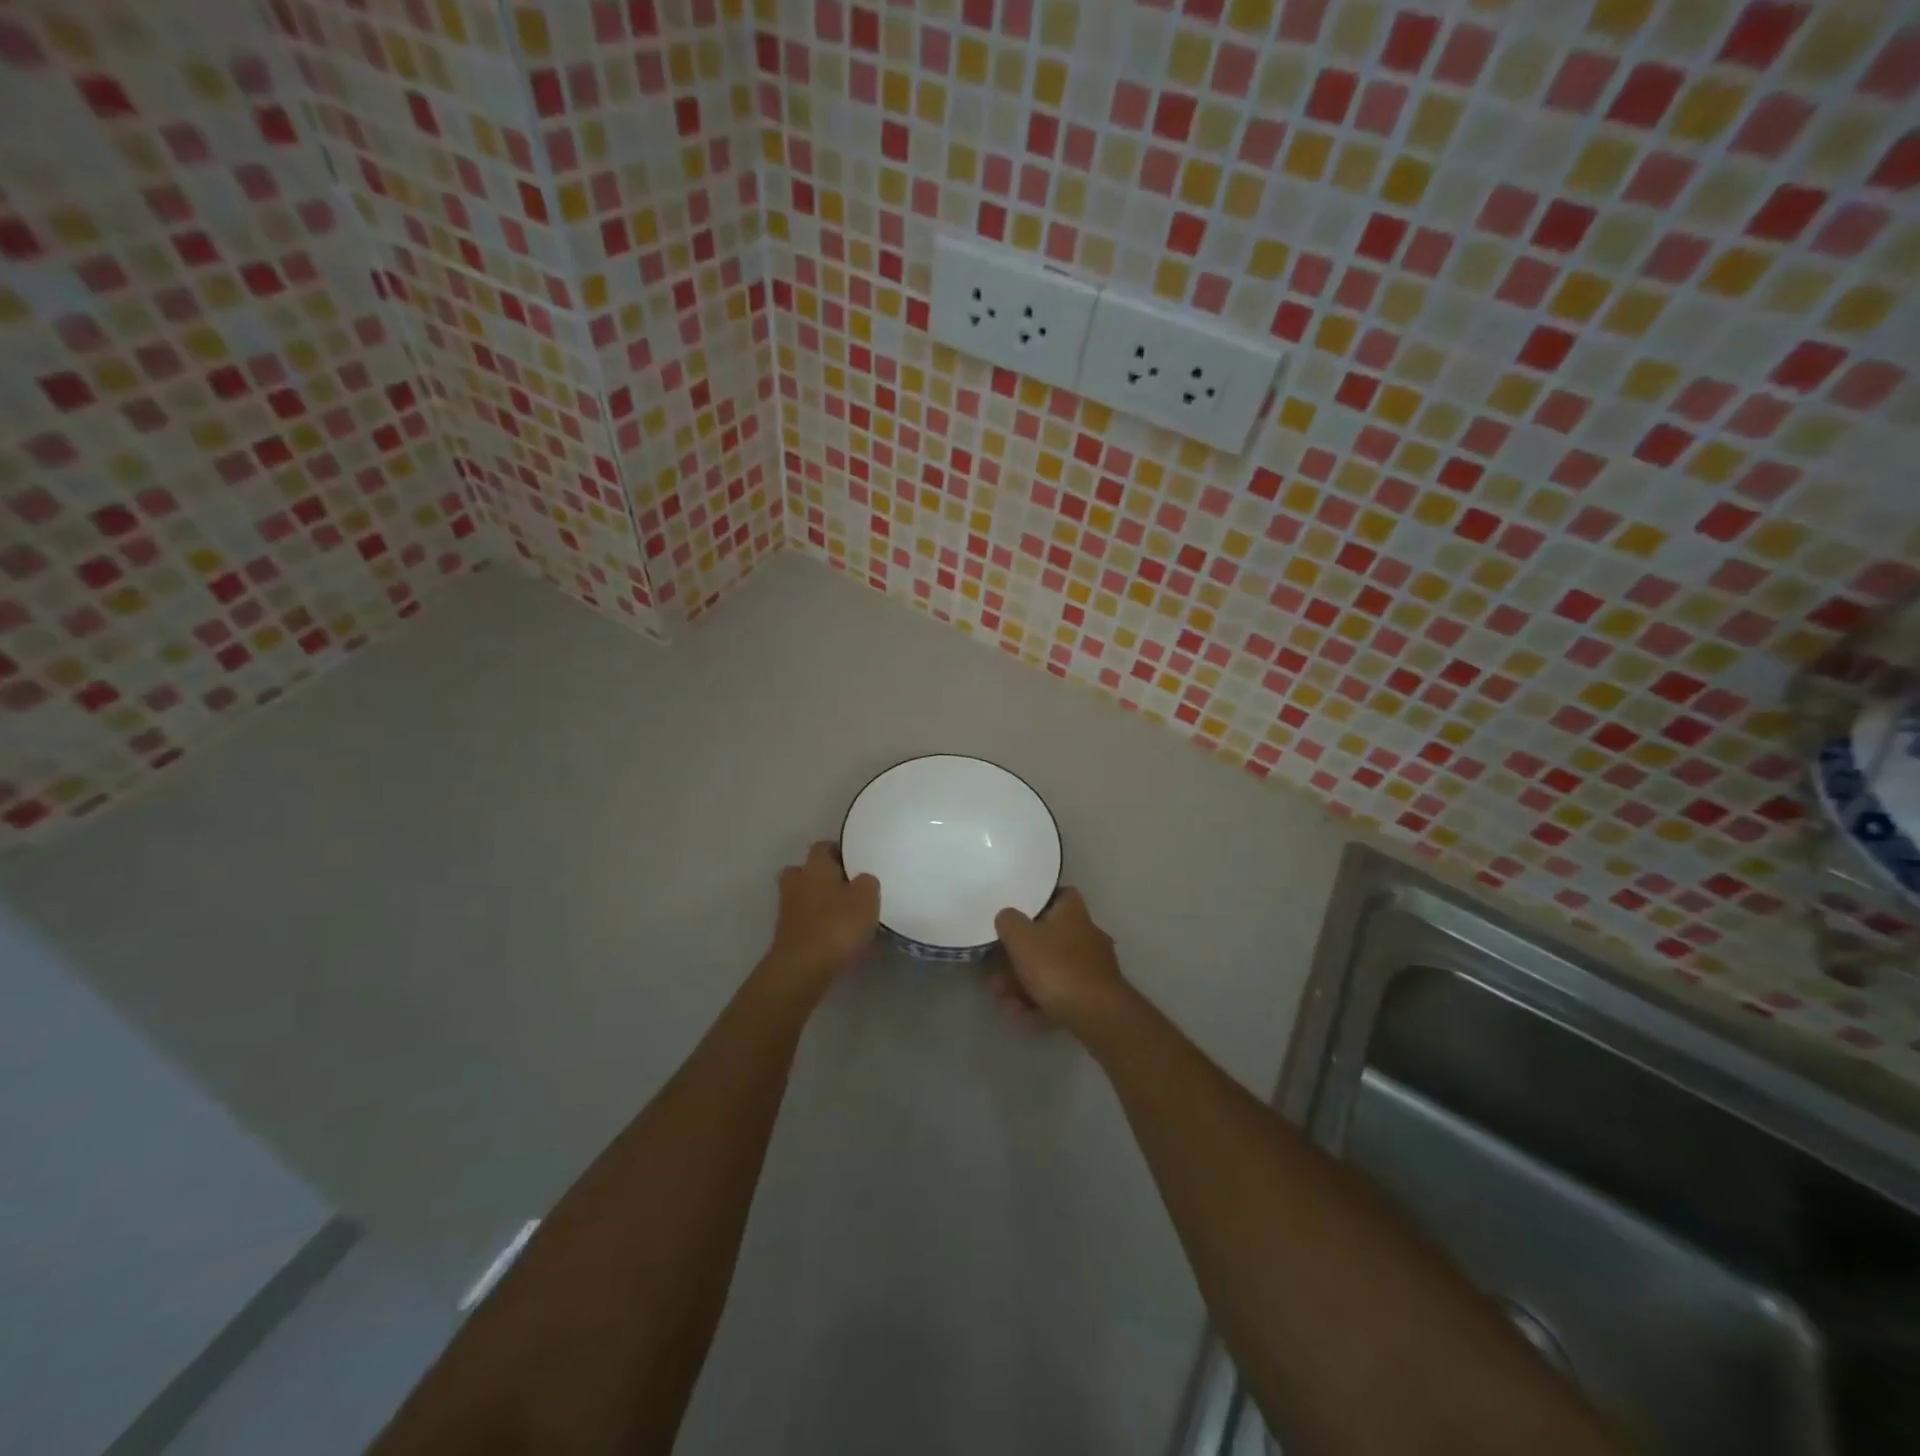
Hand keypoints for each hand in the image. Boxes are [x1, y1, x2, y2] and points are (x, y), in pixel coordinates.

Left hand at [763, 841, 880, 1000]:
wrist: (803, 969)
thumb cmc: (837, 925)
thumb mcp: (867, 898)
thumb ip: (867, 882)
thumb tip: (863, 880)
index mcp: (815, 866)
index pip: (823, 847)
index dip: (838, 851)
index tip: (854, 861)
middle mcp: (796, 883)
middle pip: (805, 871)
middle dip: (821, 876)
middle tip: (845, 886)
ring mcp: (787, 910)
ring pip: (802, 897)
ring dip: (817, 903)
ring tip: (842, 915)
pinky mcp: (786, 936)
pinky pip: (803, 922)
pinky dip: (816, 925)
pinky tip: (834, 936)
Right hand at [989, 887, 1126, 1031]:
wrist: (1097, 1015)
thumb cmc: (1057, 966)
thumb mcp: (1021, 937)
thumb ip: (1008, 921)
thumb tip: (1007, 917)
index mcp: (1072, 912)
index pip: (1059, 894)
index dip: (1037, 902)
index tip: (1016, 916)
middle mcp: (1085, 934)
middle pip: (1046, 939)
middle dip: (1017, 958)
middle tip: (996, 974)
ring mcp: (1090, 967)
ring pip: (1049, 970)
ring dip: (1022, 984)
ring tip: (1003, 1000)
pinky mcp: (1092, 995)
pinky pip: (1059, 993)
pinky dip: (1038, 1002)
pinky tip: (1020, 1014)